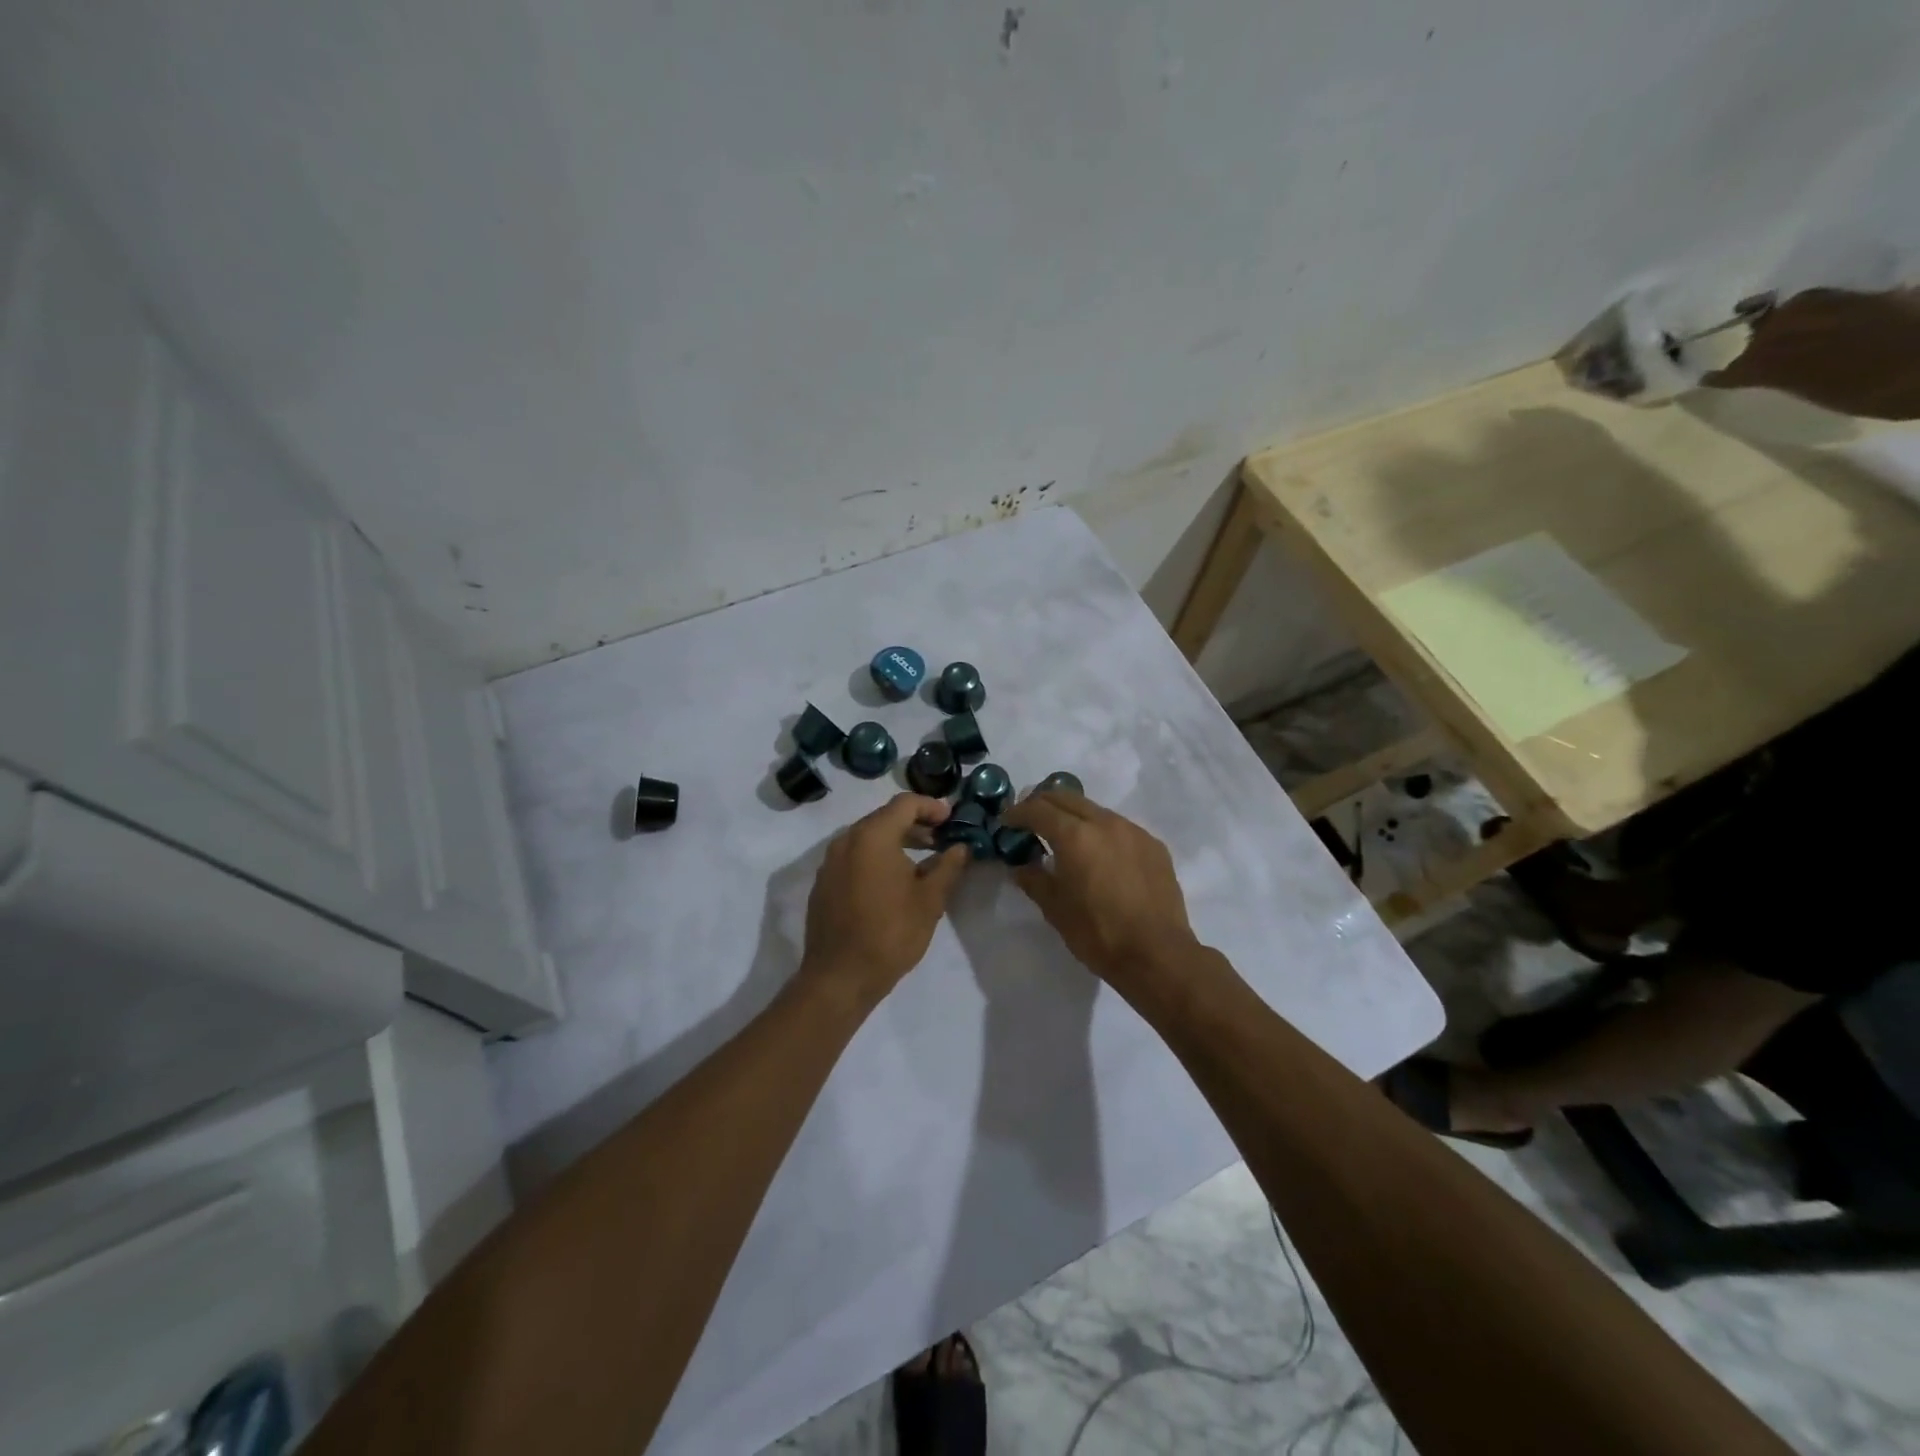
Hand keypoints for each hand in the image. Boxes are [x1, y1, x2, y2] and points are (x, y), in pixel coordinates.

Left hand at [800, 794, 968, 1007]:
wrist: (839, 978)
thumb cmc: (890, 934)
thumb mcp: (929, 900)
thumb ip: (948, 867)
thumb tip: (961, 847)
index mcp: (872, 836)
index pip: (905, 804)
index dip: (932, 807)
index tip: (952, 819)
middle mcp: (846, 840)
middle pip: (884, 818)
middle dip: (915, 824)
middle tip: (942, 839)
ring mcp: (830, 862)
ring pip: (868, 838)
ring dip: (896, 842)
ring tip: (922, 862)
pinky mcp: (824, 883)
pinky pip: (854, 857)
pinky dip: (877, 858)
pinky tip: (894, 882)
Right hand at [999, 792, 1198, 988]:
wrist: (1158, 955)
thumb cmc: (1098, 933)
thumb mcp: (1055, 909)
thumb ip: (1033, 879)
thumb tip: (1020, 866)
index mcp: (1075, 836)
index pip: (1038, 809)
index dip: (1017, 813)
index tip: (1006, 822)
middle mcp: (1105, 823)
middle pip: (1067, 798)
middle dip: (1043, 804)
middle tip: (1029, 822)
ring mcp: (1133, 831)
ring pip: (1095, 810)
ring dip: (1073, 816)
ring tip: (1063, 838)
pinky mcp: (1153, 845)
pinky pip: (1119, 828)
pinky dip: (1100, 832)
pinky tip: (1098, 857)